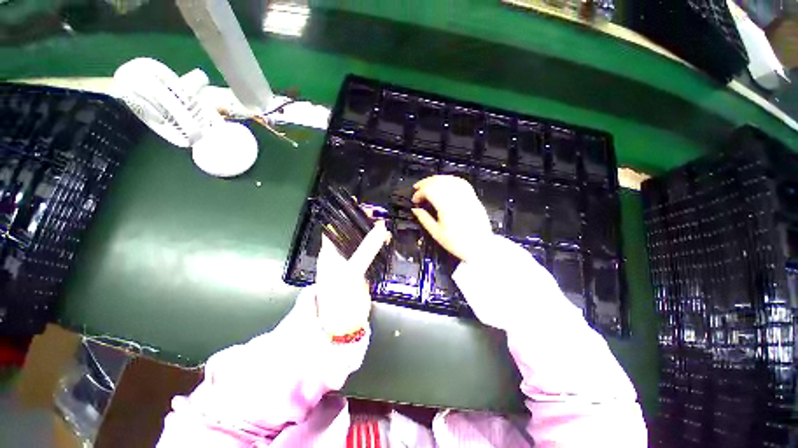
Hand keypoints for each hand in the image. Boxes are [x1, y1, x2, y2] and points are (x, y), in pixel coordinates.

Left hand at [314, 221, 390, 335]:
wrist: (345, 324)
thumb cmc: (340, 296)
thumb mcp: (352, 271)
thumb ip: (366, 250)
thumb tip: (381, 227)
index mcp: (330, 252)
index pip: (336, 226)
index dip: (345, 214)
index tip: (360, 204)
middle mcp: (340, 254)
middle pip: (351, 232)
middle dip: (363, 222)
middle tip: (378, 213)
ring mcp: (352, 261)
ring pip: (362, 241)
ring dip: (372, 233)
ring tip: (385, 225)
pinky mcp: (362, 269)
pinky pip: (370, 252)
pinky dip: (378, 245)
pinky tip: (387, 241)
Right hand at [411, 175, 492, 262]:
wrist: (480, 247)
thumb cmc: (457, 243)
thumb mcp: (436, 233)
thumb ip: (424, 219)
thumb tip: (415, 209)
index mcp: (446, 207)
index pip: (429, 191)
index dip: (419, 193)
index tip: (414, 200)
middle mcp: (456, 198)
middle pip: (438, 181)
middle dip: (425, 182)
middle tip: (417, 188)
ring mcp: (466, 196)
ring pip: (449, 179)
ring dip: (436, 179)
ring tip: (428, 183)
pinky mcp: (473, 197)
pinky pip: (461, 182)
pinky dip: (450, 179)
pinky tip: (445, 182)